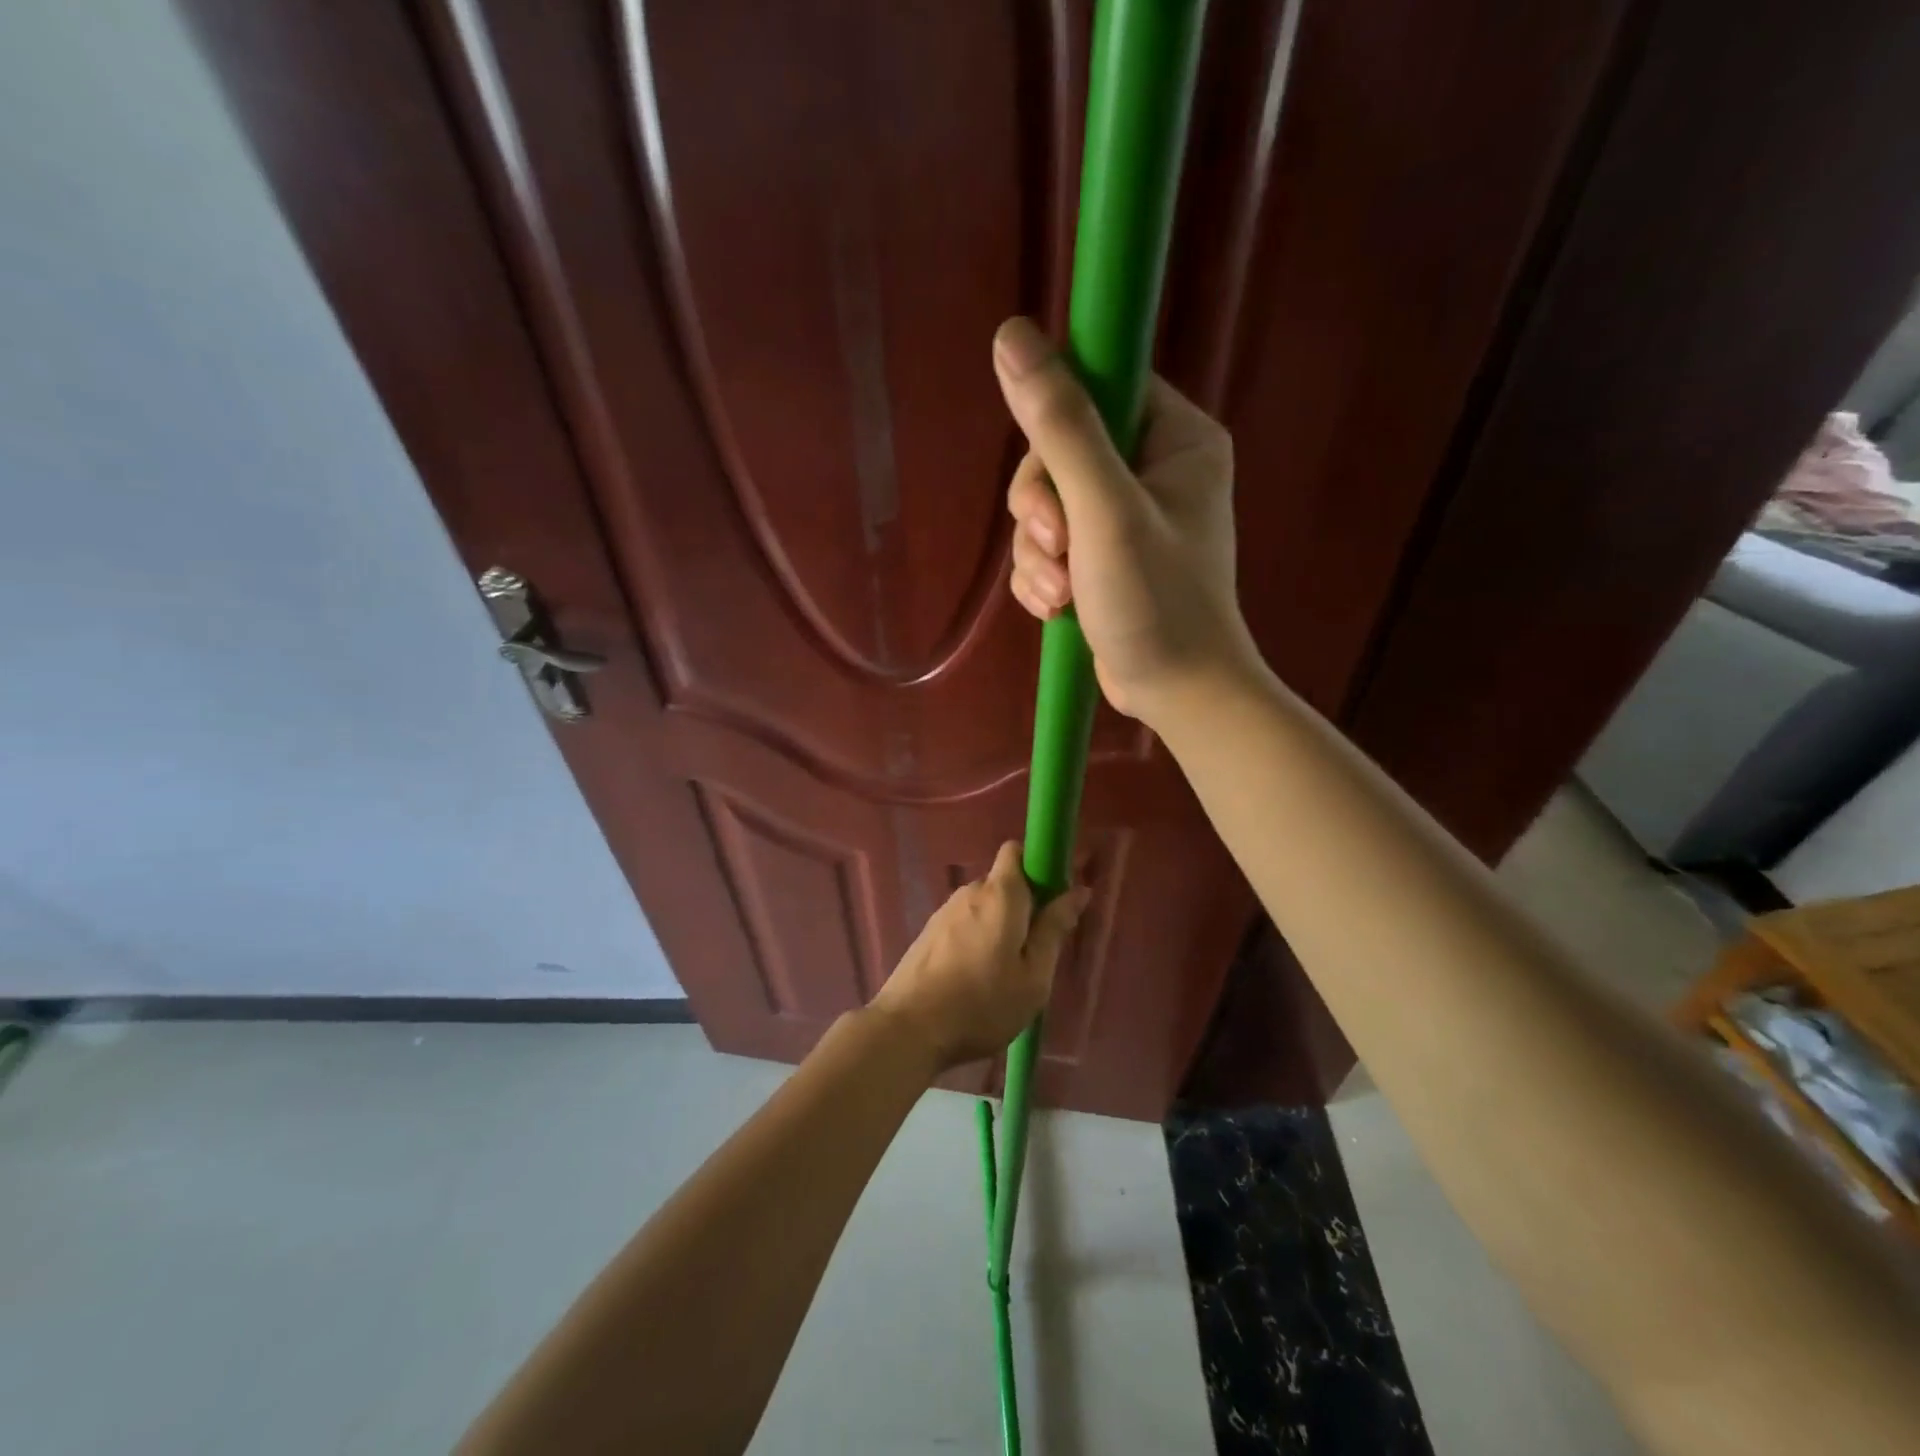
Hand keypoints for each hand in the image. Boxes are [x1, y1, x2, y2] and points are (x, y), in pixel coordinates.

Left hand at [871, 842, 1089, 1071]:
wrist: (909, 1028)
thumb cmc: (982, 1004)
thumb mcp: (1033, 975)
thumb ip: (1054, 929)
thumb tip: (1078, 890)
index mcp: (1000, 894)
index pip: (1017, 851)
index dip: (1039, 865)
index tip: (1055, 896)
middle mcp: (970, 892)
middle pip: (1003, 882)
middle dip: (1024, 904)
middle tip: (1037, 949)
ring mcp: (944, 912)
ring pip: (984, 906)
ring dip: (1000, 926)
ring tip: (1006, 972)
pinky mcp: (928, 934)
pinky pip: (964, 924)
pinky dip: (978, 939)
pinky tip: (977, 978)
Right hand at [995, 316, 1259, 724]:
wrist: (1178, 693)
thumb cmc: (1158, 601)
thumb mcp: (1104, 510)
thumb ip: (1061, 426)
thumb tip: (1012, 334)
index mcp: (1177, 437)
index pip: (1101, 388)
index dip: (1058, 424)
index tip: (1049, 479)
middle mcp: (1154, 468)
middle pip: (1060, 452)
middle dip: (1042, 509)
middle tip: (1057, 548)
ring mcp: (1125, 517)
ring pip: (1046, 506)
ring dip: (1037, 552)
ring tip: (1059, 592)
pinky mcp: (1102, 559)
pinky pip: (1049, 546)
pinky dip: (1042, 576)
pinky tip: (1055, 608)